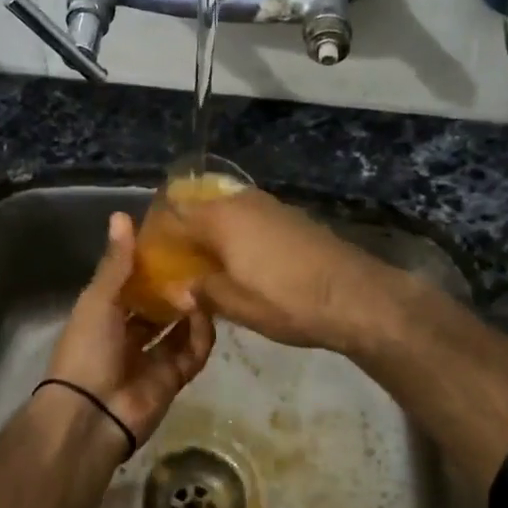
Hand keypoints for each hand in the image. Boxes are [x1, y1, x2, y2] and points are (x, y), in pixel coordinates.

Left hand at [43, 212, 215, 449]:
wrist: (91, 414)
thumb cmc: (87, 349)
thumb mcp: (99, 299)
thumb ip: (116, 261)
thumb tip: (121, 214)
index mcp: (103, 314)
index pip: (130, 283)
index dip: (148, 264)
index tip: (173, 240)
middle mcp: (127, 334)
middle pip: (156, 306)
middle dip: (174, 287)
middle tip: (200, 261)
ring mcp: (151, 358)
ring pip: (178, 328)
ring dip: (191, 308)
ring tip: (209, 283)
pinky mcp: (173, 378)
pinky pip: (193, 352)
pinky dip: (202, 335)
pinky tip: (208, 314)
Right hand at [178, 188, 398, 353]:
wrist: (356, 296)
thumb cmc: (289, 301)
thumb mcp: (237, 305)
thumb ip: (202, 291)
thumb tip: (181, 287)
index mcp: (221, 218)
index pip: (175, 215)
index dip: (159, 236)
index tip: (151, 260)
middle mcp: (242, 201)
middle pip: (201, 209)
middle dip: (186, 234)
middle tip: (178, 266)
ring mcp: (270, 206)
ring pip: (227, 213)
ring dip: (213, 234)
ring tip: (207, 267)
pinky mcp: (291, 217)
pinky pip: (250, 219)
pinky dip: (238, 235)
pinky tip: (242, 263)